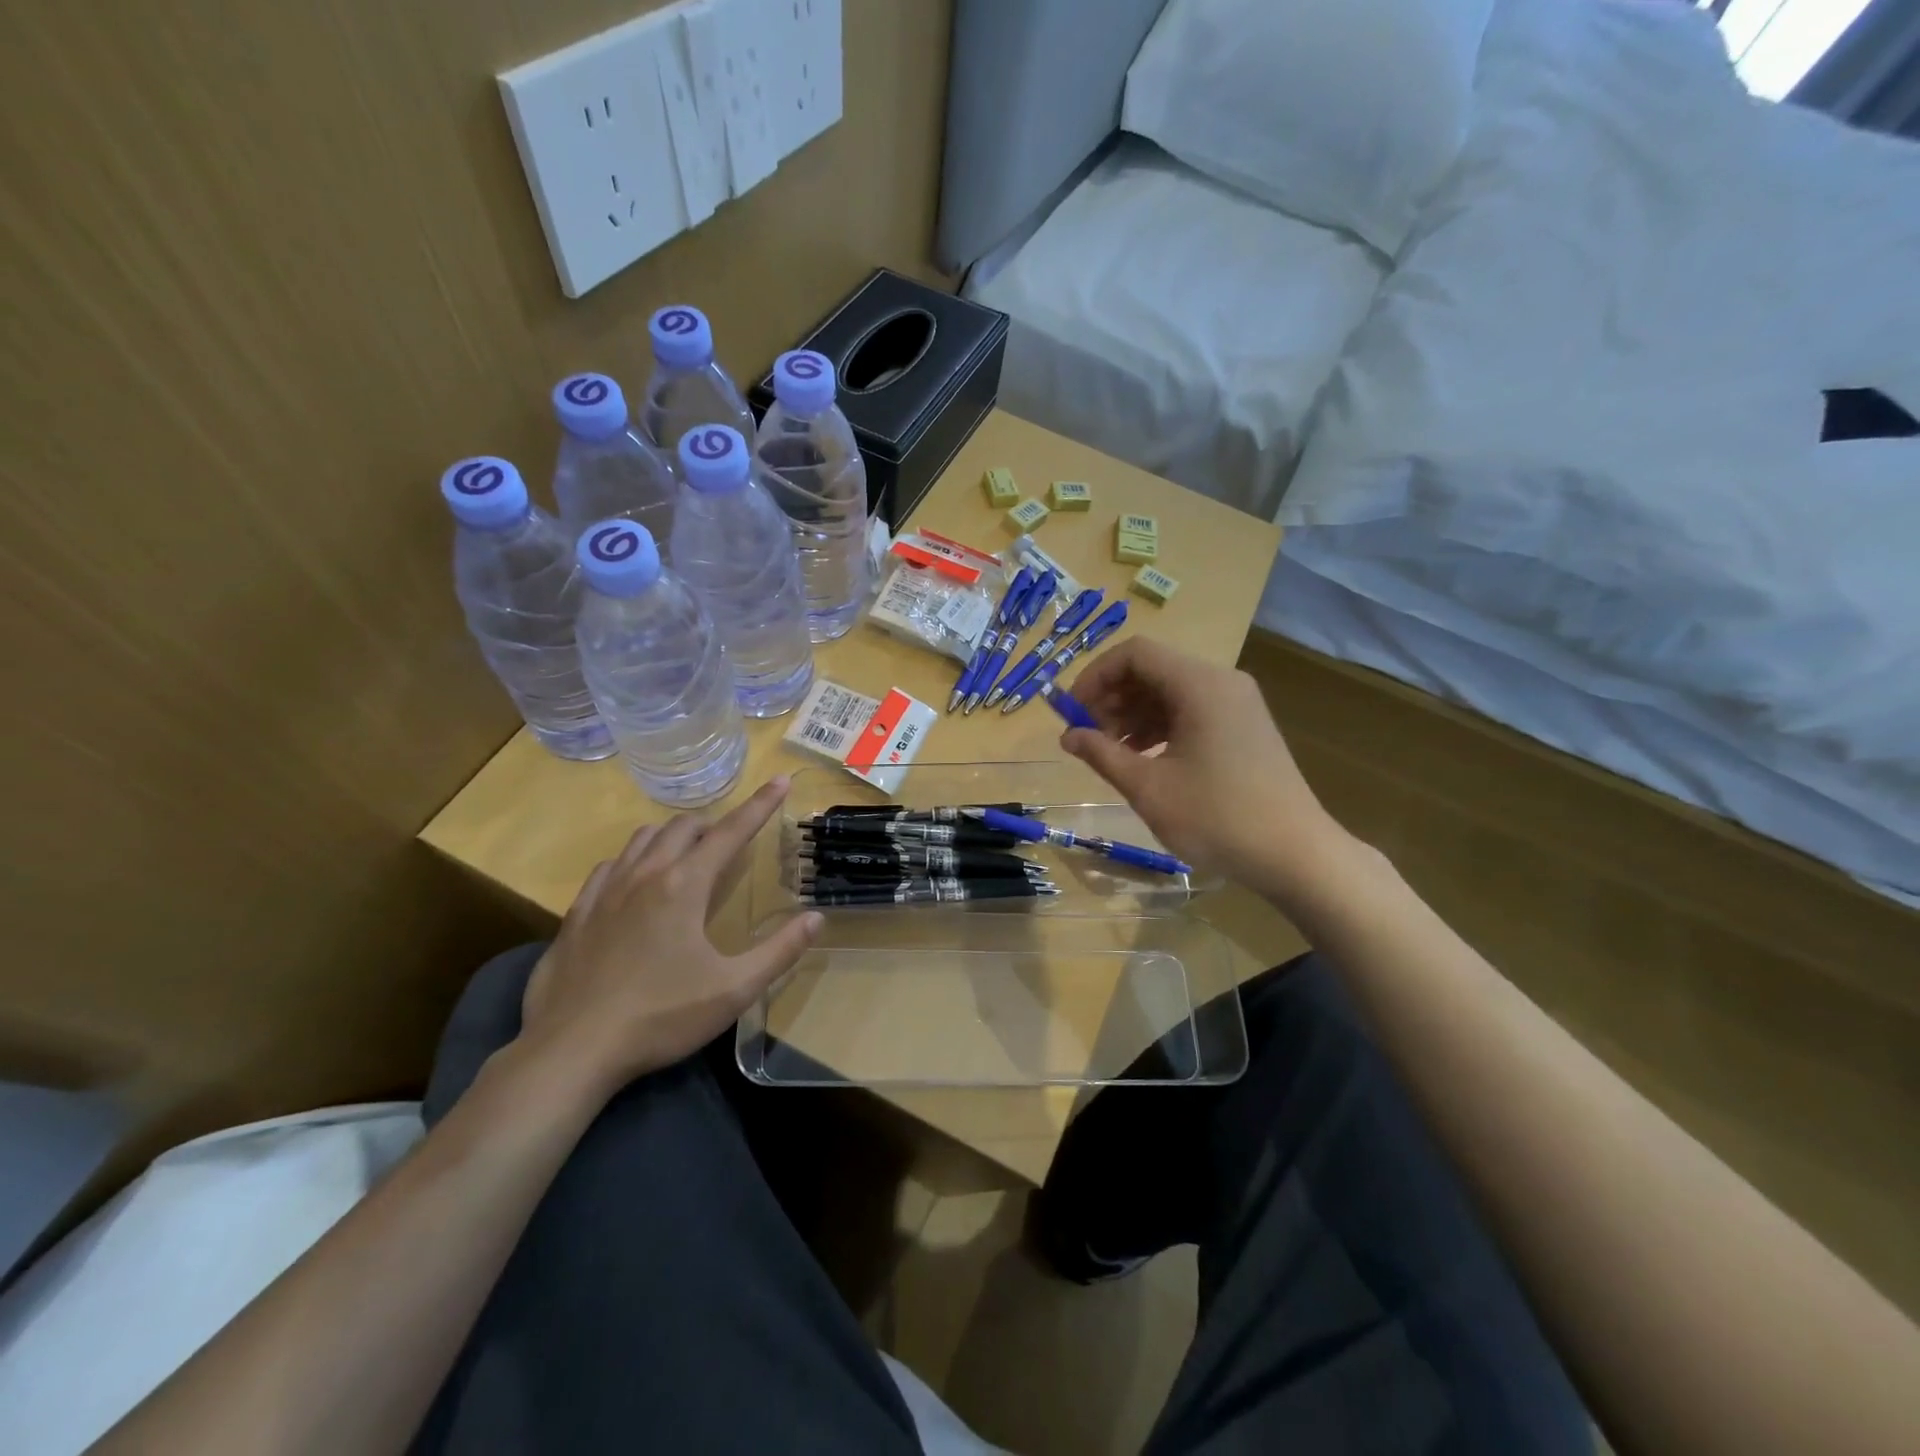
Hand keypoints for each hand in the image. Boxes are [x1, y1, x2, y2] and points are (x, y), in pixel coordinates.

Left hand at [516, 777, 820, 1095]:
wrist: (571, 1050)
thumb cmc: (660, 1017)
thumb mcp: (733, 990)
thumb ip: (779, 951)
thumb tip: (815, 918)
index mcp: (684, 886)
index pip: (731, 831)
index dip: (760, 804)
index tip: (779, 780)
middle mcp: (644, 875)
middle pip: (684, 826)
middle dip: (714, 824)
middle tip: (731, 845)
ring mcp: (605, 891)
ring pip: (643, 838)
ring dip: (673, 836)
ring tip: (688, 856)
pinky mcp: (576, 913)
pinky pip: (610, 865)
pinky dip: (633, 860)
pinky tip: (635, 884)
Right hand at [1060, 638, 1349, 898]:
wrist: (1296, 854)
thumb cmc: (1217, 818)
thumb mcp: (1148, 788)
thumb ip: (1102, 754)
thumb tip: (1068, 735)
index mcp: (1199, 685)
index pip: (1134, 654)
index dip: (1095, 677)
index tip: (1071, 713)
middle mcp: (1220, 682)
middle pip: (1152, 670)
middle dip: (1111, 698)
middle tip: (1086, 737)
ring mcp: (1236, 704)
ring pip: (1169, 691)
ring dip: (1132, 715)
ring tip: (1108, 752)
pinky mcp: (1242, 726)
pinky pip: (1190, 710)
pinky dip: (1159, 727)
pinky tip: (1141, 759)